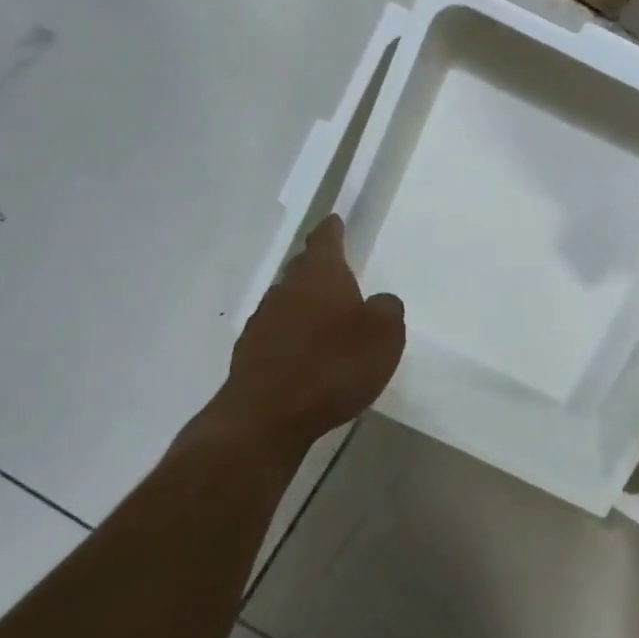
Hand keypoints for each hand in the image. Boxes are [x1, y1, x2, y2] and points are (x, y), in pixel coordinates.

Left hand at [188, 216, 405, 464]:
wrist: (266, 417)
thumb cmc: (333, 365)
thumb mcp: (384, 334)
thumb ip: (387, 310)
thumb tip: (379, 302)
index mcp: (320, 275)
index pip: (325, 240)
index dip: (332, 230)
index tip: (334, 220)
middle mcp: (286, 290)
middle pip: (303, 270)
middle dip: (319, 269)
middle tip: (338, 273)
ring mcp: (262, 322)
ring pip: (288, 302)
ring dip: (305, 306)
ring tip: (326, 320)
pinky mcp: (250, 355)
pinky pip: (277, 335)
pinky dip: (292, 338)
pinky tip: (306, 357)